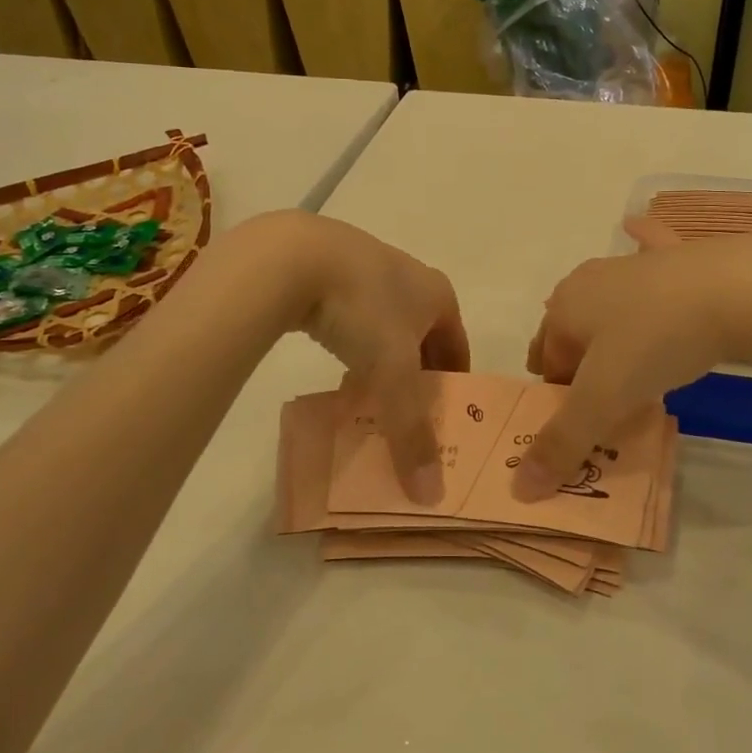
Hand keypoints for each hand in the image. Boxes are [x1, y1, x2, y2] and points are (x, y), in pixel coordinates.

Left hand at [241, 212, 468, 503]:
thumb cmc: (363, 310)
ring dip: (383, 360)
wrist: (293, 257)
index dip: (455, 384)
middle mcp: (411, 276)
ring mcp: (369, 267)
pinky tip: (334, 363)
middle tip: (405, 415)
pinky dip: (353, 342)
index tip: (445, 419)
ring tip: (368, 396)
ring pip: (387, 326)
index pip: (459, 347)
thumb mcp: (392, 375)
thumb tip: (430, 495)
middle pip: (424, 337)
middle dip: (418, 375)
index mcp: (438, 294)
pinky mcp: (330, 266)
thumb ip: (412, 433)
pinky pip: (354, 314)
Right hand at [515, 219, 751, 500]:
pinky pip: (648, 248)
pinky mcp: (675, 254)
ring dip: (609, 327)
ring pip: (608, 301)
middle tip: (606, 402)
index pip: (545, 362)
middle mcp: (590, 279)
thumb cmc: (656, 342)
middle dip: (579, 364)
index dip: (558, 398)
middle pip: (572, 331)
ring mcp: (633, 262)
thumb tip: (520, 489)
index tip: (586, 426)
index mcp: (564, 308)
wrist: (737, 289)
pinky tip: (634, 228)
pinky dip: (640, 242)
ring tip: (632, 361)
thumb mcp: (604, 400)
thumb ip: (561, 444)